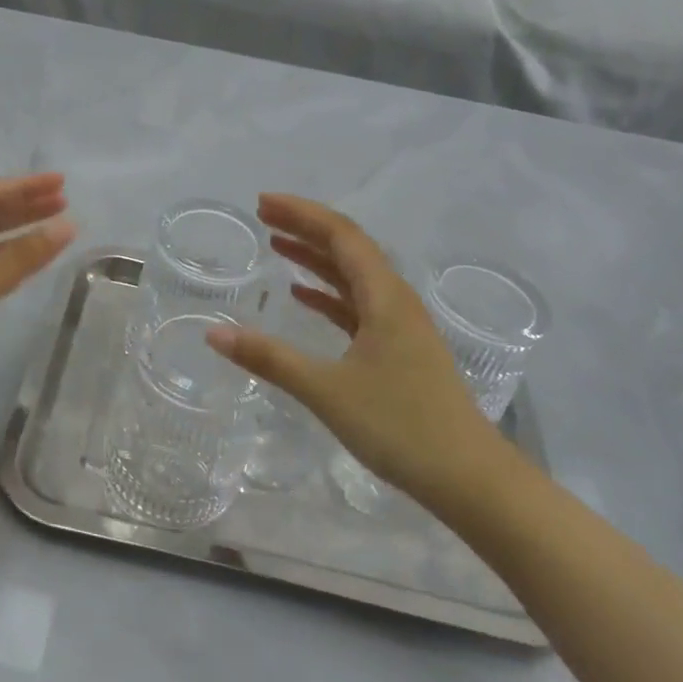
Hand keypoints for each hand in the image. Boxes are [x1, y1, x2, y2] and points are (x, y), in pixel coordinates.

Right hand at [205, 194, 508, 511]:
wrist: (469, 478)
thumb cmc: (400, 426)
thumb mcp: (326, 391)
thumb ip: (269, 359)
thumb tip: (213, 333)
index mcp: (384, 297)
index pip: (341, 235)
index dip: (301, 213)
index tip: (262, 203)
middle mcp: (395, 300)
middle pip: (347, 248)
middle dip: (305, 228)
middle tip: (263, 216)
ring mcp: (400, 325)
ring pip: (353, 276)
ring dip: (316, 258)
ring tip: (277, 245)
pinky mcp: (399, 349)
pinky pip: (358, 305)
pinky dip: (328, 294)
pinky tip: (303, 296)